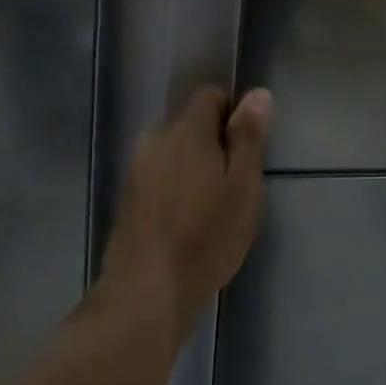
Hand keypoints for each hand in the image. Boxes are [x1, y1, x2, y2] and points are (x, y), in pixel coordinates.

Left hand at [100, 86, 270, 338]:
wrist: (147, 290)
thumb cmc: (206, 235)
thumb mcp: (243, 185)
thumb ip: (249, 137)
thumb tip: (258, 93)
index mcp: (185, 130)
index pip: (209, 95)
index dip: (232, 112)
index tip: (247, 146)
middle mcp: (155, 139)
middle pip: (190, 125)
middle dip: (212, 143)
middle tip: (234, 182)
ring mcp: (136, 169)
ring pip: (173, 152)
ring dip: (192, 167)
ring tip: (211, 206)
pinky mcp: (127, 198)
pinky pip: (159, 176)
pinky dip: (175, 188)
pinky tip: (187, 221)